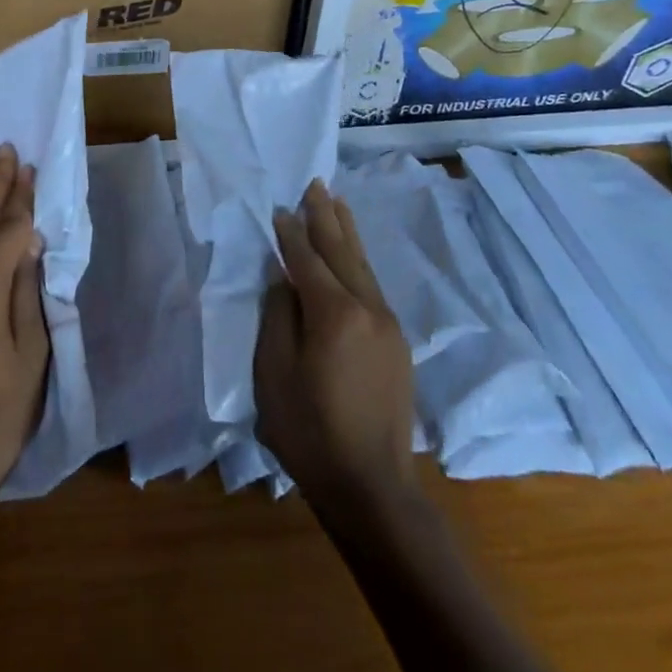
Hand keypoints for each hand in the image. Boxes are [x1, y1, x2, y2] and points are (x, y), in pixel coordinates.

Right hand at [255, 179, 417, 512]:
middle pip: (342, 252)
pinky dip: (358, 262)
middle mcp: (367, 309)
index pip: (307, 260)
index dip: (291, 234)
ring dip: (347, 233)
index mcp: (334, 314)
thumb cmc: (309, 432)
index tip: (279, 209)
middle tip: (315, 185)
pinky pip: (373, 287)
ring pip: (363, 266)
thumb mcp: (274, 374)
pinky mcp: (397, 344)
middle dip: (326, 217)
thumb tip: (285, 282)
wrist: (371, 486)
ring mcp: (388, 326)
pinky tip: (352, 257)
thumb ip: (278, 318)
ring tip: (336, 203)